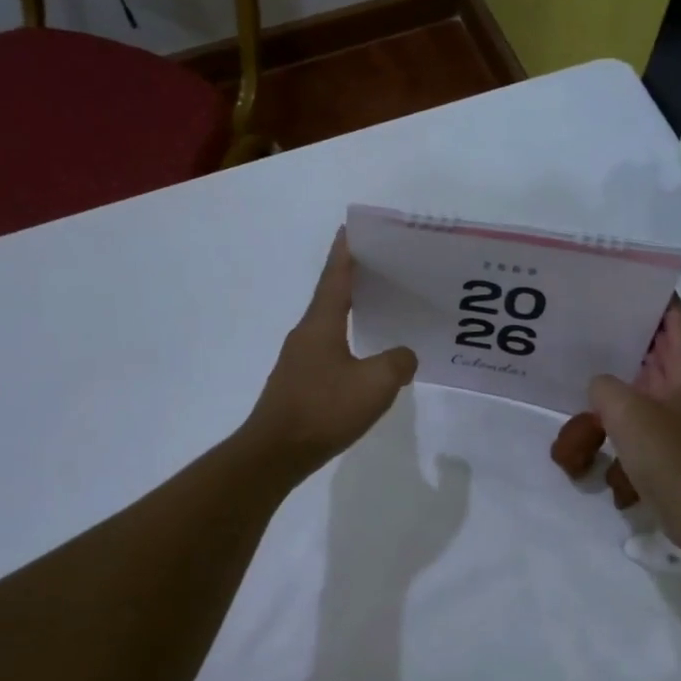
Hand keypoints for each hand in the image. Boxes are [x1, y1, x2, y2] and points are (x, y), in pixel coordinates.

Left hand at [243, 229, 416, 475]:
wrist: (276, 453)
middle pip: (332, 297)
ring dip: (352, 312)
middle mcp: (306, 334)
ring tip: (382, 309)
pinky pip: (329, 351)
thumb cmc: (323, 409)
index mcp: (321, 324)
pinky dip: (349, 343)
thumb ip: (398, 363)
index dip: (346, 251)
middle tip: (385, 268)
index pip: (335, 276)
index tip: (353, 227)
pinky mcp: (300, 383)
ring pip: (330, 325)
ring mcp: (299, 360)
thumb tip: (404, 356)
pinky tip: (366, 358)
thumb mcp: (375, 384)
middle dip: (355, 279)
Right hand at [589, 301, 680, 535]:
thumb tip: (601, 386)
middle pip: (664, 351)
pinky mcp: (673, 444)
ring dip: (628, 372)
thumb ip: (605, 386)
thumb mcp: (625, 410)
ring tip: (594, 360)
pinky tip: (600, 412)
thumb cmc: (667, 454)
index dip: (661, 301)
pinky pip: (647, 413)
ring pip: (653, 383)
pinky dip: (626, 406)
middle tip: (602, 318)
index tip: (636, 284)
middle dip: (637, 335)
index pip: (678, 324)